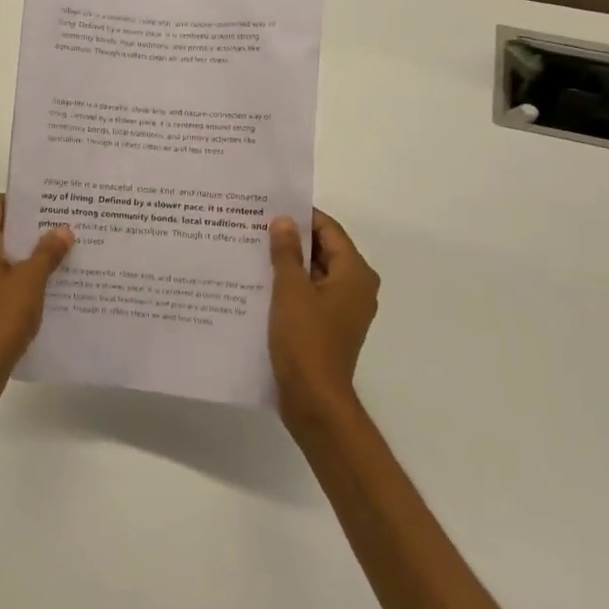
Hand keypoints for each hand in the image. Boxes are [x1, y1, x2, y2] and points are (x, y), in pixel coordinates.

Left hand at [0, 193, 74, 415]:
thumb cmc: (0, 319)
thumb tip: (63, 229)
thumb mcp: (30, 282)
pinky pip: (5, 274)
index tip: (49, 201)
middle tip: (65, 222)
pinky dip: (25, 272)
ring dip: (31, 249)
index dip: (19, 199)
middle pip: (2, 227)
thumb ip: (47, 253)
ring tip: (66, 248)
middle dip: (32, 224)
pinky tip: (53, 280)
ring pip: (6, 252)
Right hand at [268, 209, 380, 429]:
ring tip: (252, 249)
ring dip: (288, 263)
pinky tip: (260, 282)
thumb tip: (284, 220)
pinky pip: (310, 295)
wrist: (314, 401)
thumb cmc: (306, 340)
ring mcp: (343, 309)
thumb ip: (286, 252)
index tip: (270, 207)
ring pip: (315, 274)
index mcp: (355, 273)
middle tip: (255, 225)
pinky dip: (290, 286)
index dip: (301, 216)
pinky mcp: (329, 327)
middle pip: (324, 250)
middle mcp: (356, 287)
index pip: (329, 229)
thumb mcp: (290, 290)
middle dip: (292, 239)